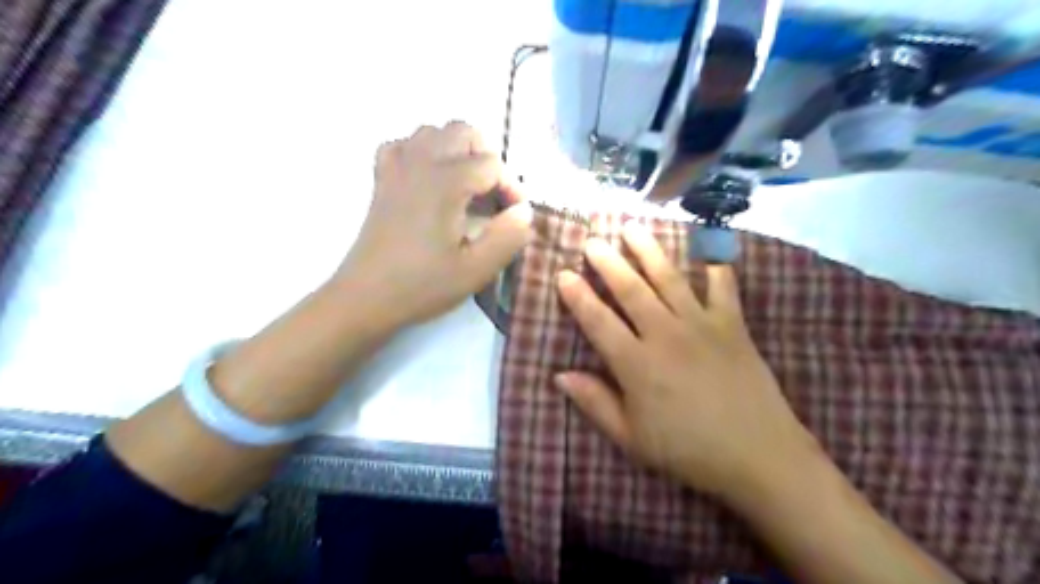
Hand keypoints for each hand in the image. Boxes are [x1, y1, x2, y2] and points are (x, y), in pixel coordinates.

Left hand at [337, 121, 530, 328]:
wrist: (365, 297)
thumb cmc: (422, 285)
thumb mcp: (476, 270)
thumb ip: (508, 237)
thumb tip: (525, 212)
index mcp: (446, 182)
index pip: (492, 165)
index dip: (512, 188)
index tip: (513, 217)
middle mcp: (420, 162)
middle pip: (463, 132)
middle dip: (486, 159)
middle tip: (492, 196)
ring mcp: (396, 167)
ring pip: (433, 132)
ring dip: (456, 152)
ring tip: (464, 188)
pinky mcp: (381, 179)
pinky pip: (403, 145)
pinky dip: (422, 153)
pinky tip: (429, 180)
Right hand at [553, 223, 820, 501]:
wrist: (758, 455)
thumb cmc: (687, 449)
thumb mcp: (631, 438)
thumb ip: (595, 403)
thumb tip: (559, 376)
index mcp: (636, 364)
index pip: (598, 321)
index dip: (578, 296)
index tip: (563, 274)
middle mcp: (665, 334)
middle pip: (631, 289)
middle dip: (608, 262)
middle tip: (593, 241)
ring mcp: (701, 324)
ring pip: (669, 278)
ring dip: (648, 251)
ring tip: (633, 227)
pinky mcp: (732, 325)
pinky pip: (722, 287)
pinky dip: (715, 267)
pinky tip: (707, 250)